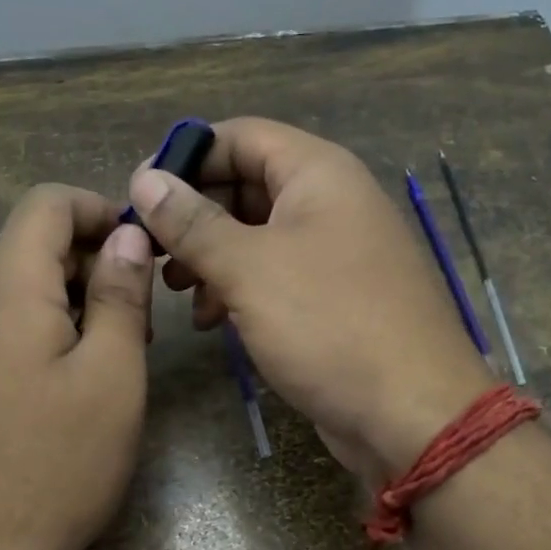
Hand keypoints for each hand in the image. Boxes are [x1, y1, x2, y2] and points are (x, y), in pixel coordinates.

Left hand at [0, 185, 153, 549]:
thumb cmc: (59, 461)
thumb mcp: (111, 373)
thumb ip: (119, 295)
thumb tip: (127, 237)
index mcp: (8, 292)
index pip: (46, 205)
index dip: (100, 209)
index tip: (145, 250)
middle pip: (37, 246)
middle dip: (98, 262)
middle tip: (143, 318)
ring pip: (30, 291)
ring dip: (83, 302)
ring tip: (123, 354)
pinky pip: (17, 329)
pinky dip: (59, 332)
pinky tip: (86, 382)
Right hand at [130, 119, 492, 481]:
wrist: (412, 414)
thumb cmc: (329, 325)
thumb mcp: (250, 268)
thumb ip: (193, 222)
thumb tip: (145, 180)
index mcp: (319, 173)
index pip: (240, 136)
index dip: (186, 157)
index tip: (138, 194)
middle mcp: (330, 202)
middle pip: (246, 185)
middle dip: (194, 217)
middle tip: (151, 253)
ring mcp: (336, 253)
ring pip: (257, 236)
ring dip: (211, 258)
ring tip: (176, 292)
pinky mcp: (334, 298)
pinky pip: (276, 276)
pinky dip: (239, 290)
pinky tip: (211, 320)